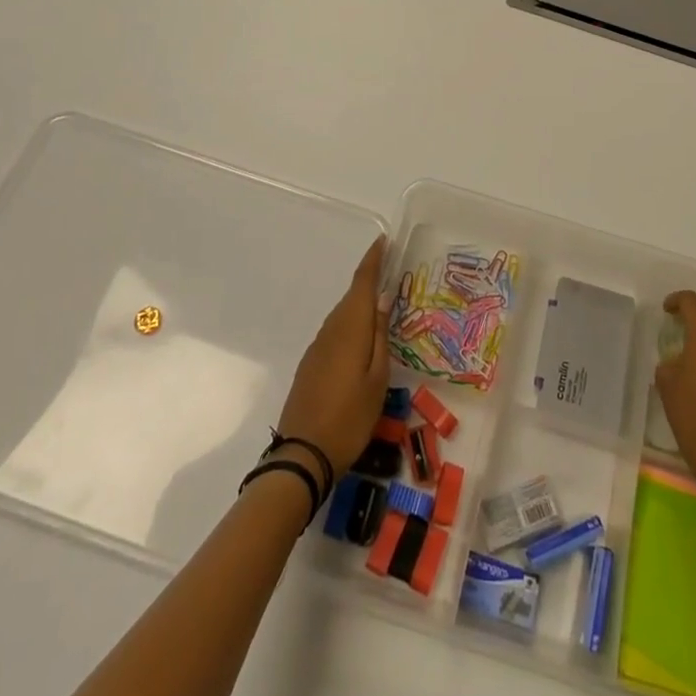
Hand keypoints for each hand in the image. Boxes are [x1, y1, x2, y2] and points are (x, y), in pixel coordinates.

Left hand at [276, 236, 390, 478]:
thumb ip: (380, 336)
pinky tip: (362, 341)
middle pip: (352, 297)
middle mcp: (331, 329)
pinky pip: (335, 333)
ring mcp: (318, 347)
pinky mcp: (311, 364)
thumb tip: (383, 298)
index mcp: (350, 328)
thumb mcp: (377, 379)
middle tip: (393, 275)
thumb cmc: (349, 417)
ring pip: (343, 316)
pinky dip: (351, 326)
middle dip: (370, 282)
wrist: (303, 455)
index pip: (362, 282)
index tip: (383, 240)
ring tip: (383, 308)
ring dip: (361, 306)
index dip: (373, 259)